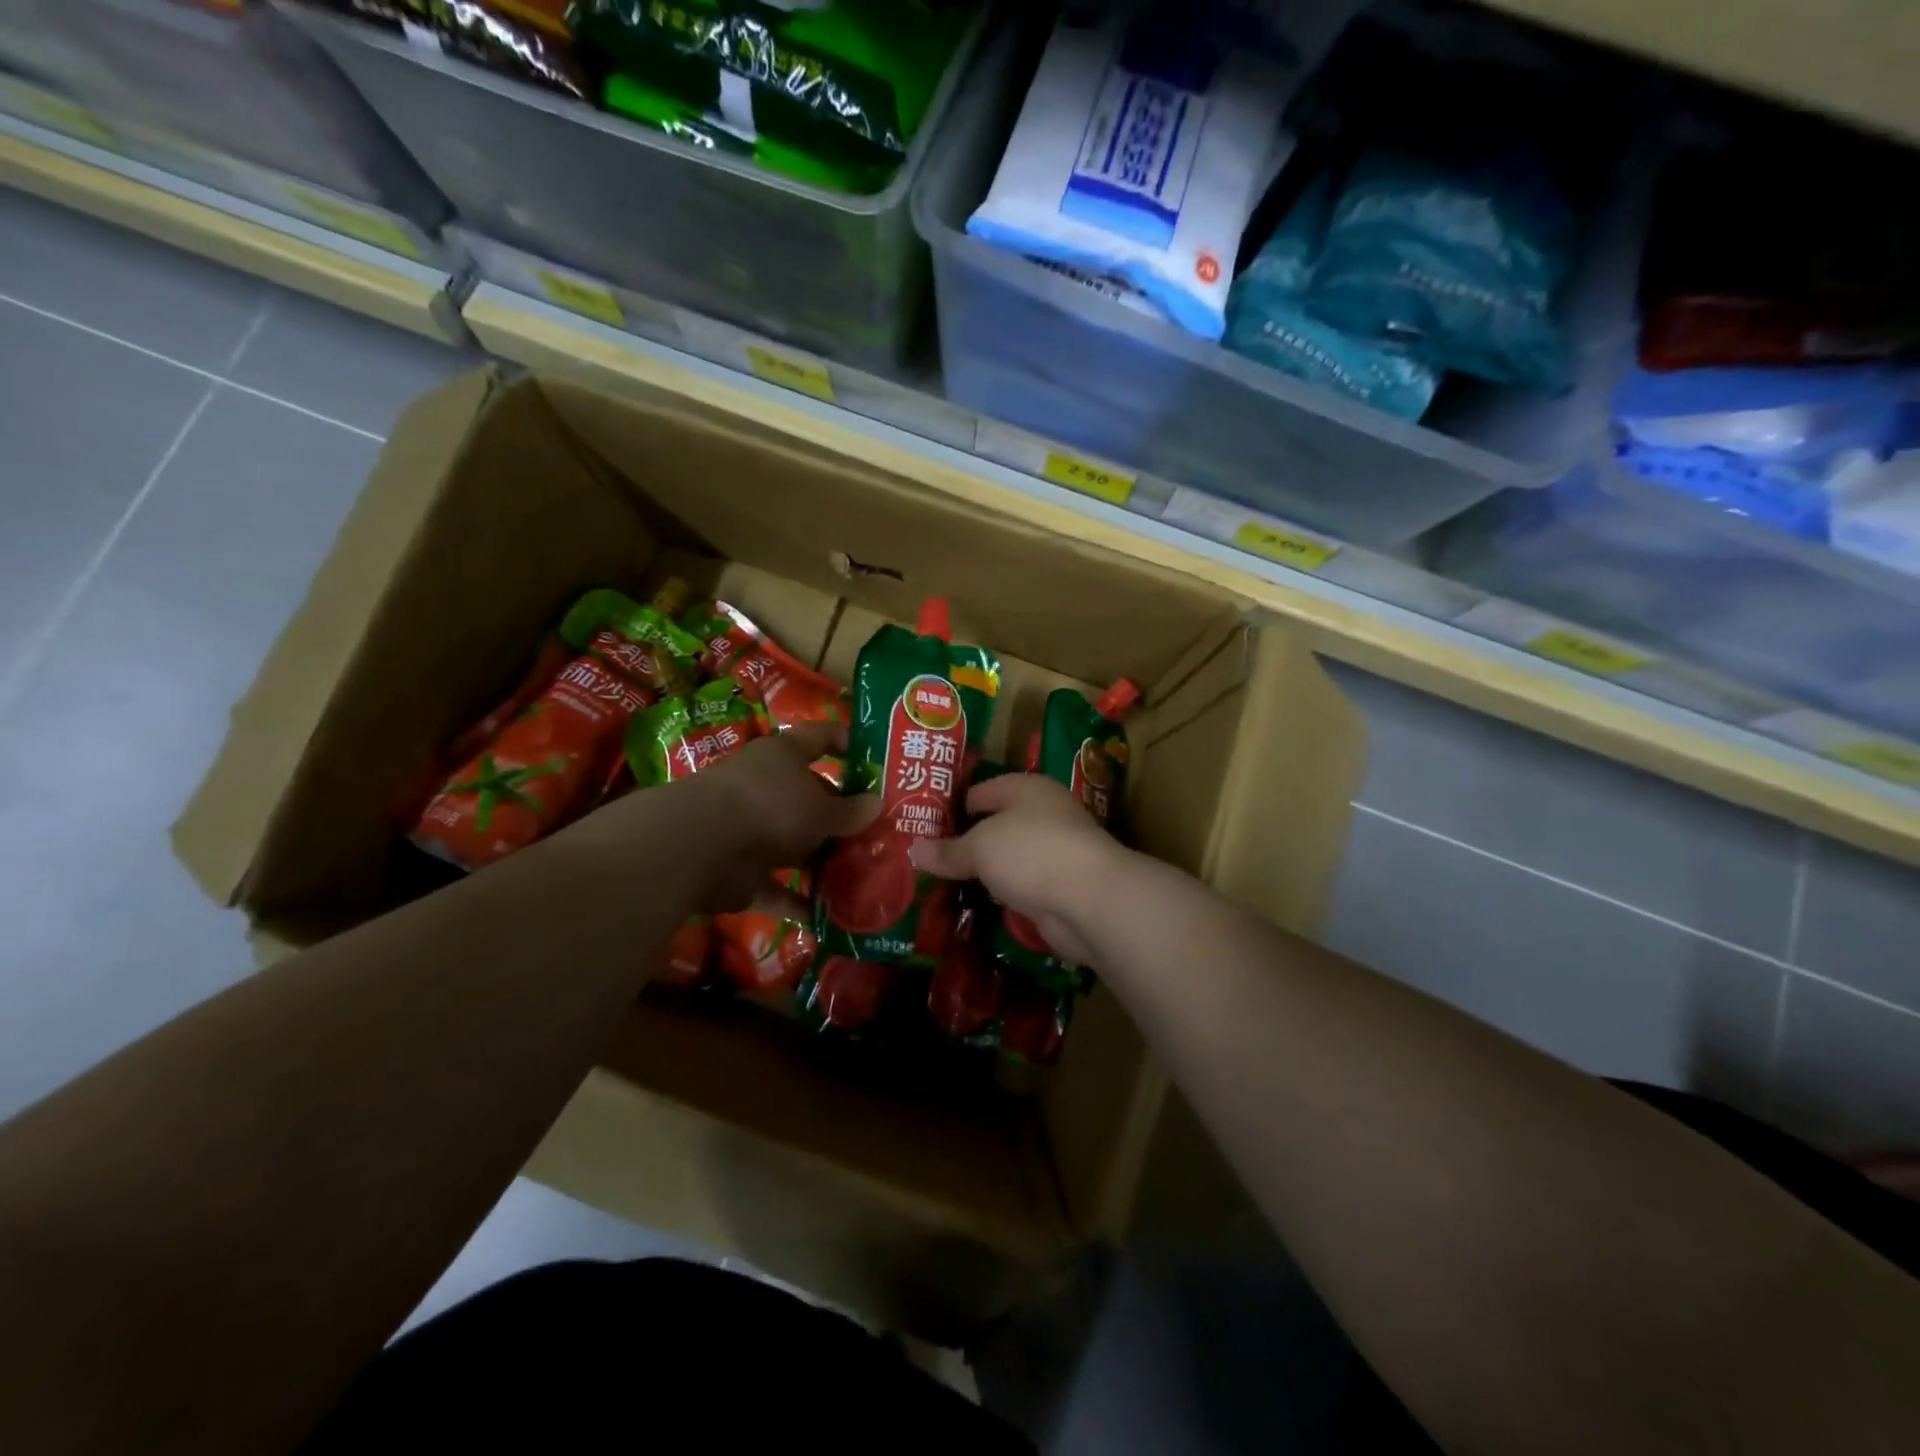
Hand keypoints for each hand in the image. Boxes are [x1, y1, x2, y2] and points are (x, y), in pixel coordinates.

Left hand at [578, 720, 876, 916]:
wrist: (701, 847)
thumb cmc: (770, 807)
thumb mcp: (821, 808)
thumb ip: (851, 811)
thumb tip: (878, 804)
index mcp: (784, 757)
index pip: (821, 737)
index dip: (848, 742)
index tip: (877, 757)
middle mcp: (767, 788)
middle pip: (812, 798)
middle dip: (843, 816)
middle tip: (883, 832)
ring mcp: (752, 831)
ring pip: (797, 845)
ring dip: (825, 860)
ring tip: (867, 874)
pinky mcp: (742, 872)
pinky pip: (780, 887)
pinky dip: (802, 901)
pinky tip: (835, 915)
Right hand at [909, 774, 1126, 966]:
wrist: (1090, 900)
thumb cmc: (1030, 852)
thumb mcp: (979, 847)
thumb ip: (947, 850)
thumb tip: (912, 850)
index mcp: (1026, 788)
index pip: (979, 792)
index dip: (950, 808)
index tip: (920, 830)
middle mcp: (1043, 814)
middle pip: (995, 825)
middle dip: (965, 843)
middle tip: (926, 861)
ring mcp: (1055, 851)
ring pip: (1009, 858)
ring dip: (985, 873)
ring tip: (944, 885)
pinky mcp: (1061, 886)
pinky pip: (1022, 886)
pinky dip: (1003, 895)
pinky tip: (977, 905)